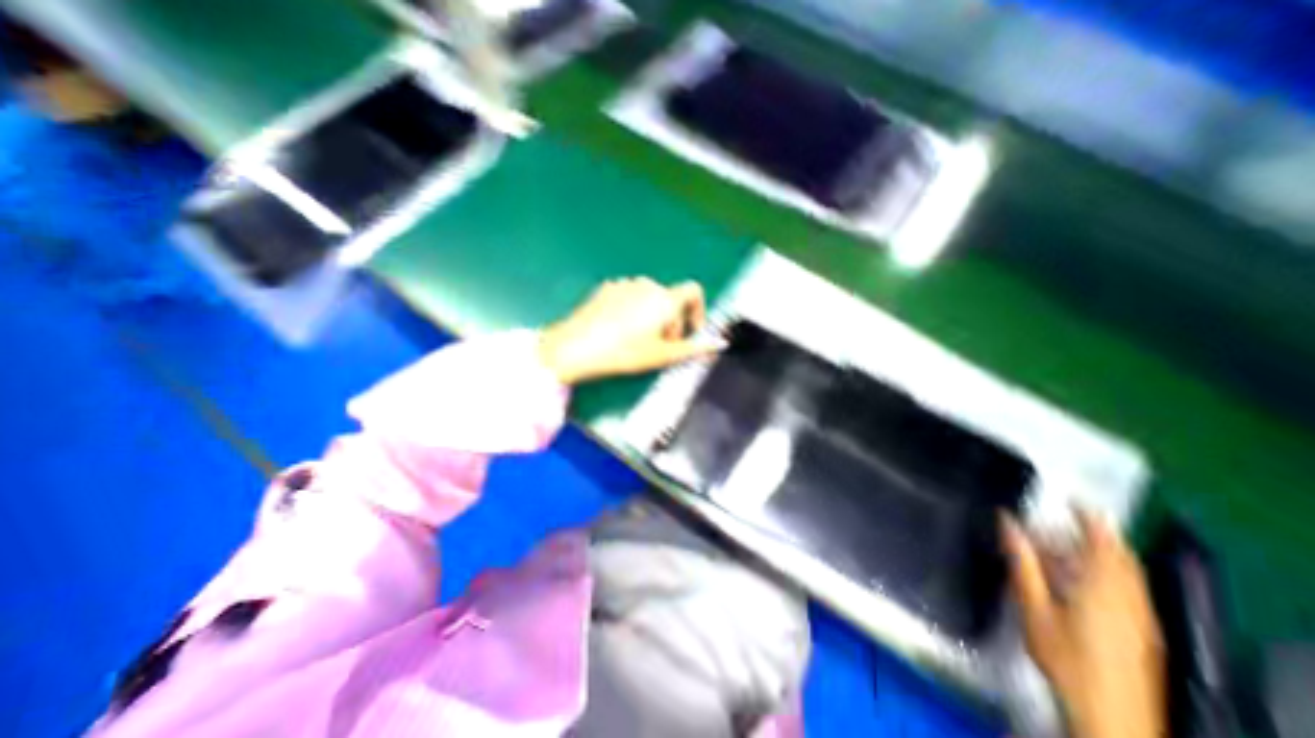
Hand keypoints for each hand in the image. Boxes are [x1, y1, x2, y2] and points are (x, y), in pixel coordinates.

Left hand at [537, 277, 723, 385]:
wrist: (576, 347)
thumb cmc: (624, 353)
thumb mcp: (662, 355)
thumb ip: (695, 348)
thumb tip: (721, 344)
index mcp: (665, 299)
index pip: (694, 291)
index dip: (698, 311)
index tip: (690, 332)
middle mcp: (647, 285)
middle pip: (671, 299)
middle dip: (672, 321)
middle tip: (661, 346)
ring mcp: (624, 284)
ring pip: (650, 298)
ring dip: (653, 316)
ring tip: (639, 340)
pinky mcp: (606, 288)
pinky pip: (630, 296)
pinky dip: (634, 310)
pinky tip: (619, 330)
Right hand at [1002, 512, 1165, 737]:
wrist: (1110, 714)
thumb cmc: (1065, 655)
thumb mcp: (1034, 605)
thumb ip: (1022, 560)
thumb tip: (1006, 521)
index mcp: (1105, 588)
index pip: (1104, 543)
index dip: (1091, 518)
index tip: (1073, 499)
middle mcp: (1132, 599)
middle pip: (1120, 557)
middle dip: (1093, 535)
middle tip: (1060, 523)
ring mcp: (1143, 618)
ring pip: (1126, 575)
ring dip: (1098, 554)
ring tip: (1062, 548)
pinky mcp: (1145, 633)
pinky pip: (1129, 590)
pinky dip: (1107, 573)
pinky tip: (1080, 580)